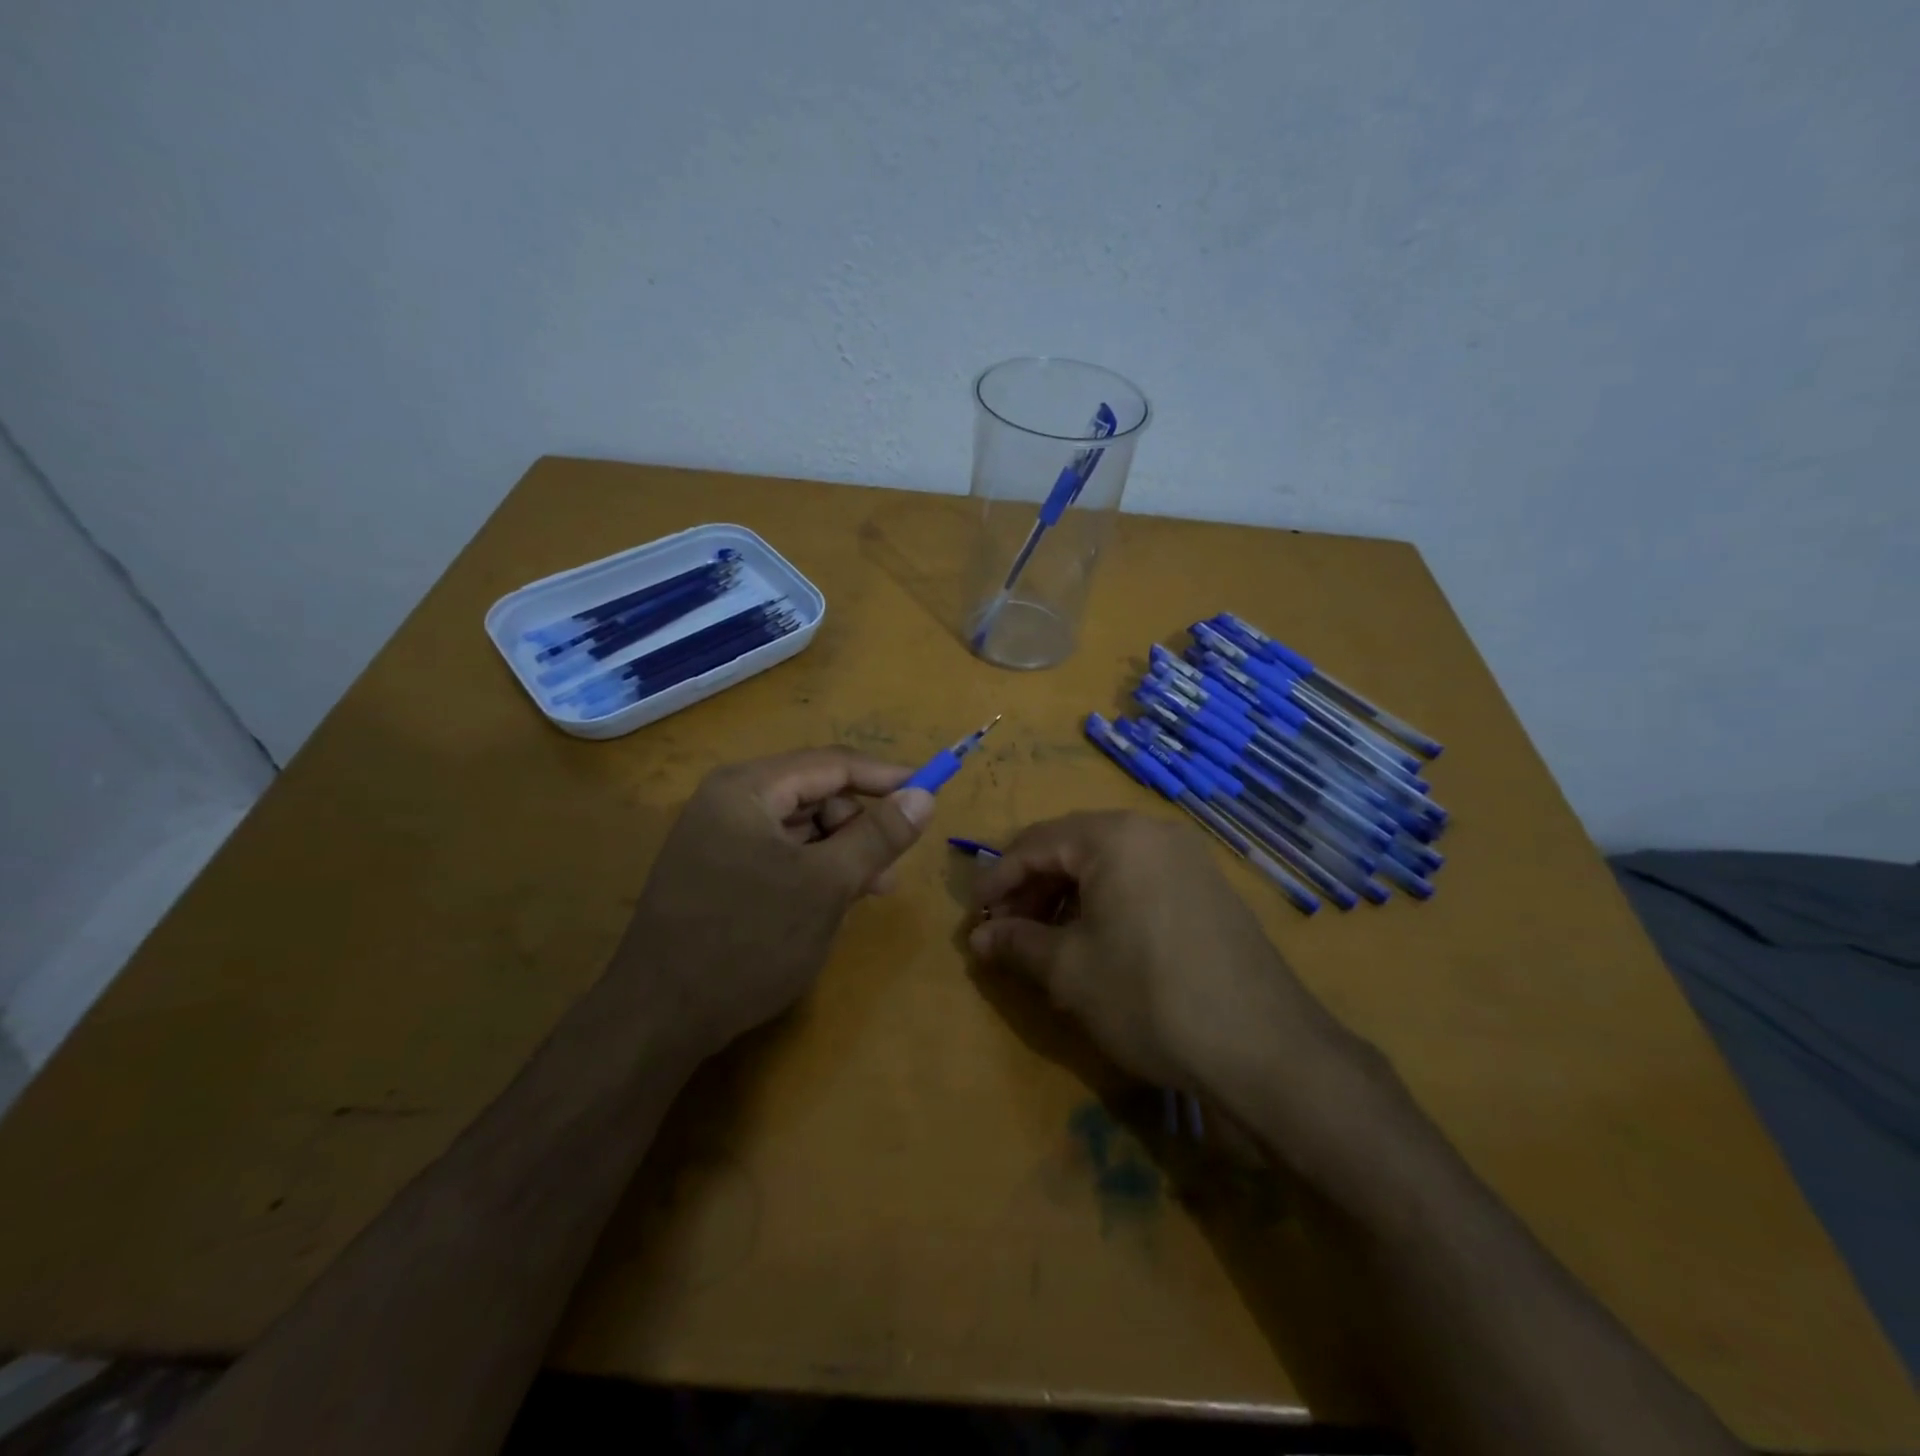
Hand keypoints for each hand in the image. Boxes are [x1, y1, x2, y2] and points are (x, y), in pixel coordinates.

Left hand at [614, 747, 933, 1058]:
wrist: (657, 1019)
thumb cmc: (749, 941)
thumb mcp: (827, 885)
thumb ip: (878, 835)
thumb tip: (924, 796)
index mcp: (747, 788)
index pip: (831, 764)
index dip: (885, 776)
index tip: (930, 791)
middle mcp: (728, 801)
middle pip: (814, 793)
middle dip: (859, 824)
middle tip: (892, 865)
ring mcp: (716, 837)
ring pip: (798, 827)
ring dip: (840, 851)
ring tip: (870, 891)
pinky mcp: (714, 871)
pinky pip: (778, 854)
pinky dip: (812, 870)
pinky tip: (831, 902)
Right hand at [968, 811, 1351, 1092]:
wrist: (1263, 1048)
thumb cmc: (1148, 997)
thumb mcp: (1069, 971)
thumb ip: (1017, 943)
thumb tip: (978, 937)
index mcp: (1114, 836)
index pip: (1034, 844)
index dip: (996, 881)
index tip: (973, 917)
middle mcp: (1152, 832)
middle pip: (1071, 847)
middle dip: (1031, 888)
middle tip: (1005, 931)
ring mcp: (1186, 858)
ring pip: (1106, 864)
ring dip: (1066, 896)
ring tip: (1045, 940)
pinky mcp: (1207, 888)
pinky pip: (1138, 880)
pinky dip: (1105, 903)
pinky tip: (1094, 942)